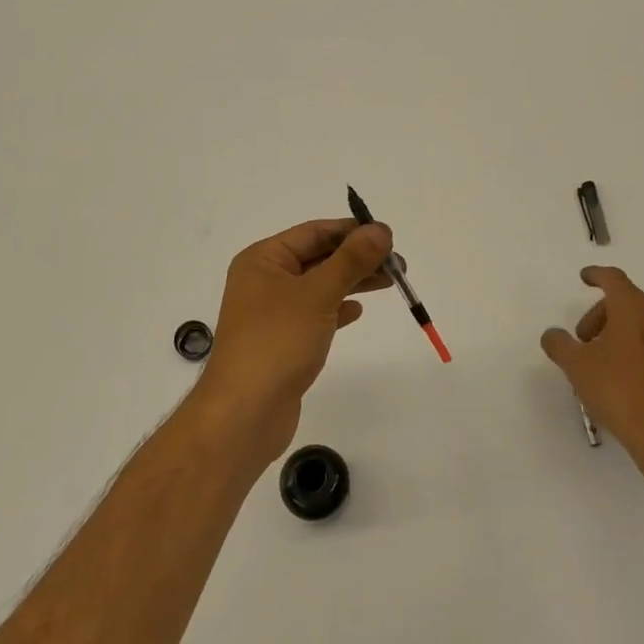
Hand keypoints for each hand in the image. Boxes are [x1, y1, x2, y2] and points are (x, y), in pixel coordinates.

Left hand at [191, 218, 393, 464]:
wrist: (244, 414)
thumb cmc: (277, 342)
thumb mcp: (318, 294)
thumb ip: (351, 260)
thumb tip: (380, 229)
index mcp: (263, 260)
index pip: (314, 232)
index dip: (352, 231)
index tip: (389, 236)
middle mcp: (263, 280)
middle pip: (317, 258)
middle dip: (357, 257)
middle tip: (398, 265)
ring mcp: (271, 313)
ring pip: (319, 286)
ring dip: (352, 281)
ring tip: (390, 282)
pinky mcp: (281, 341)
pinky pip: (314, 314)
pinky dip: (337, 309)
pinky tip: (357, 311)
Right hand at [541, 266, 643, 475]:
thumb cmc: (618, 391)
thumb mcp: (577, 366)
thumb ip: (559, 344)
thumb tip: (552, 335)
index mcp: (634, 310)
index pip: (614, 279)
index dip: (596, 274)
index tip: (584, 277)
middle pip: (626, 302)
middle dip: (599, 314)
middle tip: (581, 340)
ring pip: (640, 324)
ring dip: (616, 333)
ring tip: (597, 362)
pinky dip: (632, 349)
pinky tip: (619, 378)